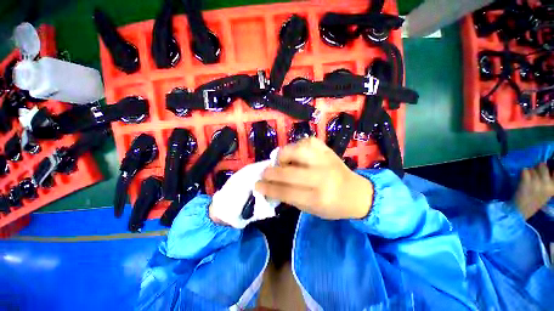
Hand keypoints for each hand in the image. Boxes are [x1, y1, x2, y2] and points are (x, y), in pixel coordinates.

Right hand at [255, 137, 373, 219]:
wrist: (356, 192)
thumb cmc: (333, 205)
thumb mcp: (311, 209)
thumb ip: (290, 197)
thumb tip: (270, 186)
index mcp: (318, 198)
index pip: (286, 191)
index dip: (269, 188)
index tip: (257, 185)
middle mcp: (322, 177)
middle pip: (288, 172)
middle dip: (271, 172)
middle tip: (264, 173)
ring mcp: (325, 160)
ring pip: (296, 150)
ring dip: (283, 155)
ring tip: (282, 162)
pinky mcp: (327, 149)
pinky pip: (307, 141)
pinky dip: (297, 146)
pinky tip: (297, 154)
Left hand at [513, 163, 553, 219]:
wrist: (520, 211)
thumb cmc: (533, 201)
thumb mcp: (547, 192)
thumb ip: (549, 181)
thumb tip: (548, 165)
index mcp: (553, 187)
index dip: (550, 168)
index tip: (547, 171)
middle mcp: (547, 183)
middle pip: (542, 165)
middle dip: (537, 169)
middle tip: (533, 177)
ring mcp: (537, 182)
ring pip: (532, 167)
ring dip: (529, 172)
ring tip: (528, 180)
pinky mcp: (526, 181)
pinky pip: (524, 170)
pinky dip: (522, 174)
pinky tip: (522, 181)